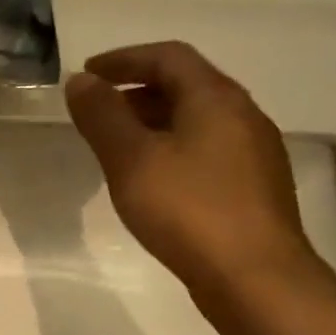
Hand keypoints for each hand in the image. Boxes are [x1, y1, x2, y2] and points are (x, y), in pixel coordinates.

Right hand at [65, 42, 319, 300]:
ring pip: (197, 121)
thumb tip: (81, 81)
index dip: (124, 59)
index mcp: (215, 98)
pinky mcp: (253, 187)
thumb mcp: (131, 160)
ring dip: (155, 122)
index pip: (167, 57)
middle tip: (98, 112)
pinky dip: (172, 149)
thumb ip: (103, 117)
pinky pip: (206, 150)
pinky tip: (154, 181)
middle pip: (186, 86)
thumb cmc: (188, 210)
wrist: (254, 276)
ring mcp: (254, 153)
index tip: (87, 74)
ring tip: (119, 147)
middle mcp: (242, 115)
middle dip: (137, 91)